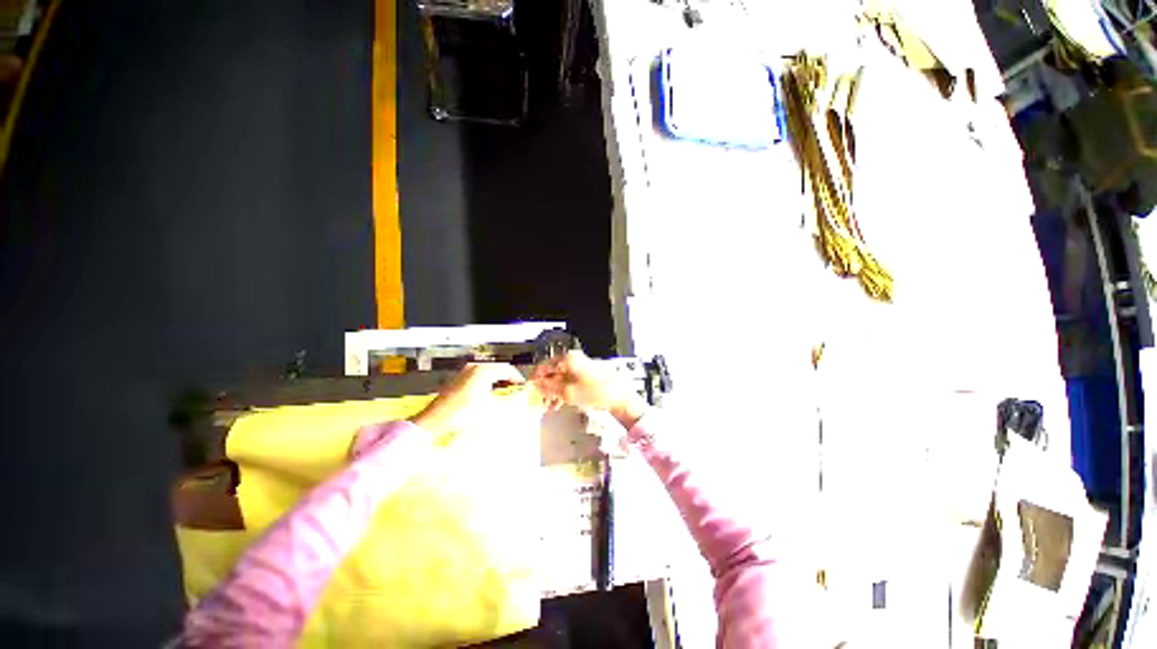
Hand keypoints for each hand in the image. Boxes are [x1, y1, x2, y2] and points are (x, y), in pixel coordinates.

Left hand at [410, 363, 544, 440]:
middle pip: (499, 370)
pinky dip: (487, 386)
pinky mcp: (457, 382)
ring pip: (488, 375)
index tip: (524, 389)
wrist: (431, 426)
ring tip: (504, 399)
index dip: (518, 380)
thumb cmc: (460, 418)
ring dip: (498, 384)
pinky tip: (488, 400)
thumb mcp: (491, 411)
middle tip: (516, 394)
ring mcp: (463, 374)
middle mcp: (473, 368)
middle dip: (509, 382)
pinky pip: (478, 379)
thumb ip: (510, 403)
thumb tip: (522, 400)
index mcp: (483, 371)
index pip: (508, 369)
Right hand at [533, 351, 647, 429]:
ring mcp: (580, 368)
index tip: (529, 390)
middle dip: (544, 388)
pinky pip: (568, 382)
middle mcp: (574, 360)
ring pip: (559, 379)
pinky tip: (558, 404)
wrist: (620, 398)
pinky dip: (562, 392)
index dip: (535, 378)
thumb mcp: (568, 393)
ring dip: (552, 392)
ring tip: (547, 406)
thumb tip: (536, 385)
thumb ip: (549, 388)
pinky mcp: (586, 376)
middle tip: (538, 401)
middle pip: (552, 372)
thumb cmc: (597, 393)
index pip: (544, 365)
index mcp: (568, 359)